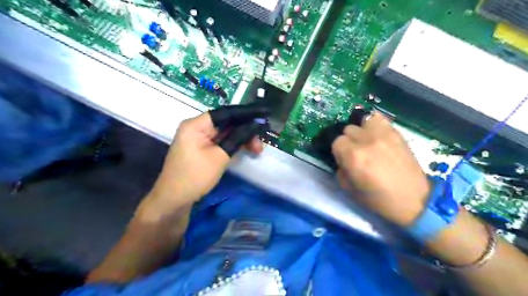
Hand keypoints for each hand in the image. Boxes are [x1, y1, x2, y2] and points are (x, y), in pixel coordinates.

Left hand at [149, 112, 264, 208]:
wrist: (174, 200)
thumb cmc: (195, 176)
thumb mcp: (220, 157)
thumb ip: (238, 138)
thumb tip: (255, 125)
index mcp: (196, 125)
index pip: (225, 113)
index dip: (246, 113)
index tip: (263, 114)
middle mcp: (197, 127)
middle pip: (226, 123)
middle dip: (245, 130)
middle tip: (260, 143)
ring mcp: (199, 138)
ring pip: (225, 133)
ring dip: (241, 139)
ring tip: (257, 149)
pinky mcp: (201, 148)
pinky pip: (221, 141)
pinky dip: (233, 144)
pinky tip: (246, 149)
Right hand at [333, 112, 428, 224]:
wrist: (413, 200)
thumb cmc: (378, 199)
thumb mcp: (349, 189)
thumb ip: (340, 170)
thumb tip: (341, 159)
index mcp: (353, 156)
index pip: (336, 141)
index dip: (339, 152)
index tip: (345, 160)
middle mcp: (365, 141)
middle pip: (348, 130)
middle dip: (349, 141)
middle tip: (356, 153)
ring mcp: (382, 134)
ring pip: (363, 120)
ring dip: (361, 130)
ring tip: (366, 141)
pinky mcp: (396, 133)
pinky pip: (380, 118)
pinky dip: (375, 124)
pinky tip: (376, 134)